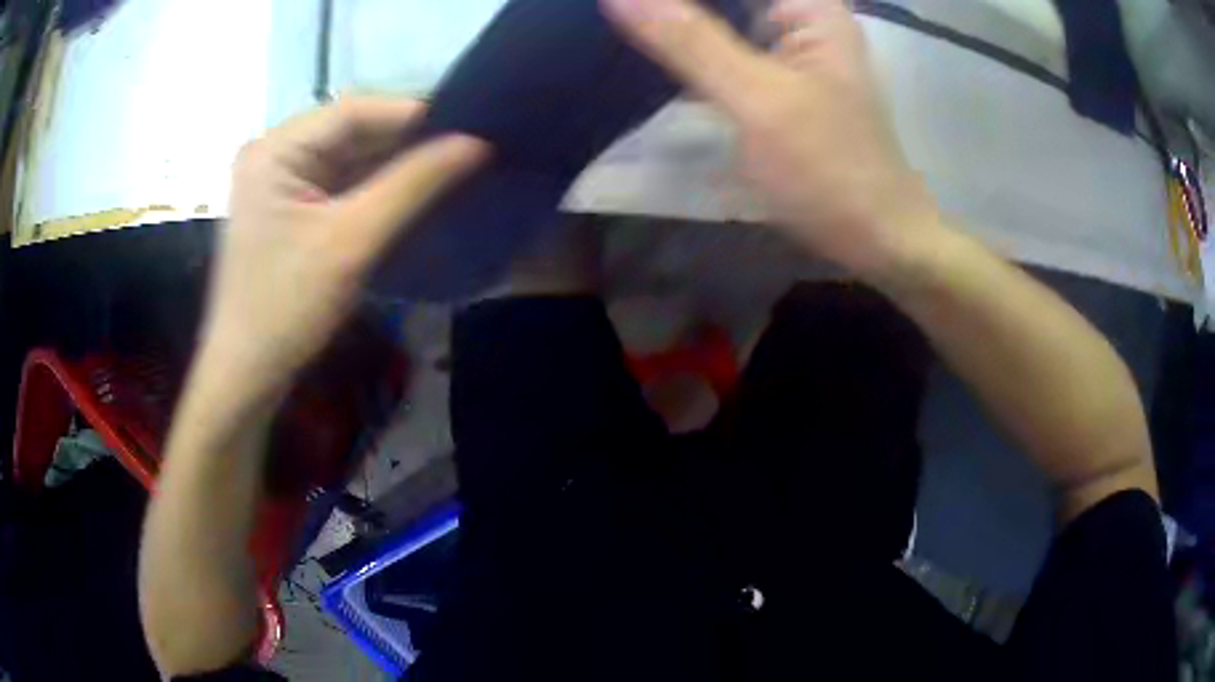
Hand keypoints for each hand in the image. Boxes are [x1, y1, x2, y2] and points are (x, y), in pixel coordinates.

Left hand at [202, 98, 488, 401]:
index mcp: (275, 149)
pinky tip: (414, 193)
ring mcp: (279, 180)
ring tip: (452, 168)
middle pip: (351, 131)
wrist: (247, 373)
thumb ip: (414, 184)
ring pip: (349, 157)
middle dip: (406, 142)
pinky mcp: (288, 207)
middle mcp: (274, 153)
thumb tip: (476, 142)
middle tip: (467, 149)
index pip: (354, 111)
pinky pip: (340, 183)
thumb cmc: (287, 307)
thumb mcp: (352, 241)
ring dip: (395, 165)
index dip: (413, 115)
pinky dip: (375, 188)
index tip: (470, 127)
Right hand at [602, 0, 941, 277]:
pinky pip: (722, 48)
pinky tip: (651, 52)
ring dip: (677, 23)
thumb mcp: (757, 99)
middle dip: (670, 7)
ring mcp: (788, 48)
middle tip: (613, 12)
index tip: (618, 3)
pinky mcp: (776, 78)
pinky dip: (689, 50)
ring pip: (720, 17)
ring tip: (624, 23)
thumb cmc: (830, 170)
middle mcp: (801, 16)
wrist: (875, 238)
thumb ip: (690, 40)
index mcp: (810, 6)